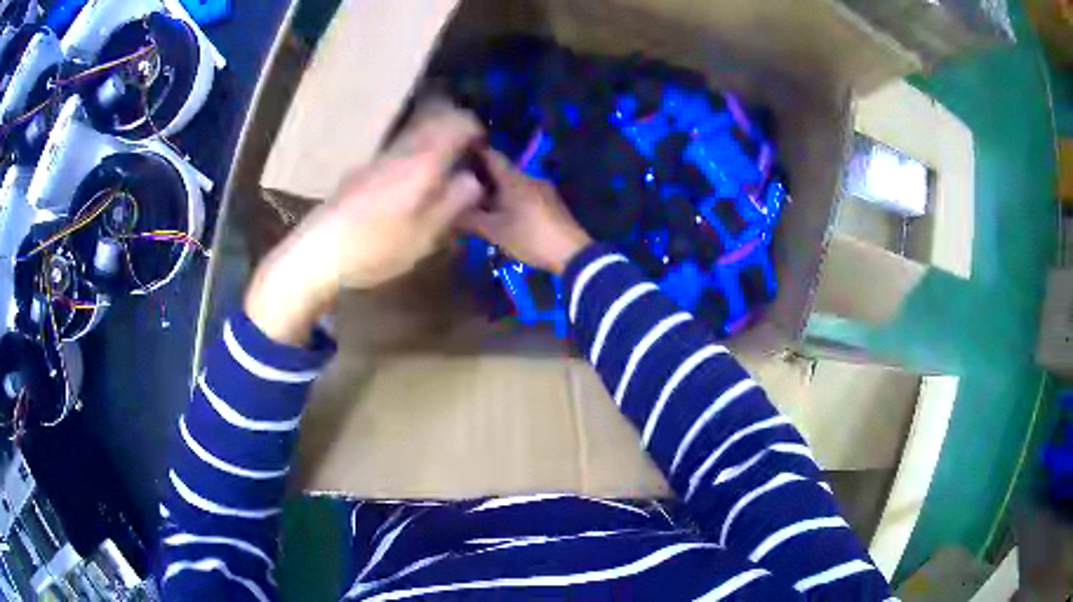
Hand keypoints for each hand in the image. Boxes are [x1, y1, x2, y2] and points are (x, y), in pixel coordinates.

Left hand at [246, 103, 485, 345]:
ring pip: (414, 133)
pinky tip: (409, 186)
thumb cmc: (377, 247)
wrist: (318, 254)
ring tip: (442, 172)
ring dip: (434, 142)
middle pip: (435, 119)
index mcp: (422, 160)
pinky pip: (398, 149)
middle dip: (456, 131)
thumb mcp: (427, 234)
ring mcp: (377, 157)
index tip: (484, 149)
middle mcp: (400, 148)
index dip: (477, 130)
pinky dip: (414, 156)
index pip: (459, 123)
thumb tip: (474, 179)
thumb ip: (456, 202)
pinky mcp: (361, 170)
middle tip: (466, 156)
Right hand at [459, 149, 591, 273]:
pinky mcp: (551, 204)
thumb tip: (450, 213)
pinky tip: (500, 212)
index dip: (474, 152)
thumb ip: (471, 220)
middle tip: (460, 183)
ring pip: (513, 184)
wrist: (572, 253)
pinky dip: (509, 199)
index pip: (492, 155)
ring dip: (495, 190)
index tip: (457, 153)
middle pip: (502, 171)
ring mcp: (543, 190)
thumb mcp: (495, 231)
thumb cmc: (530, 236)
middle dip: (481, 175)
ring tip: (476, 201)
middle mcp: (529, 178)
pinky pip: (524, 195)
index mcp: (514, 178)